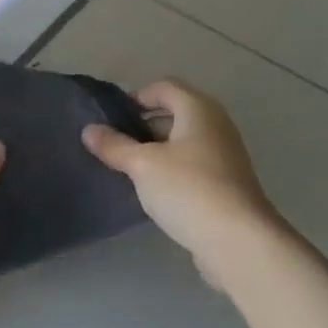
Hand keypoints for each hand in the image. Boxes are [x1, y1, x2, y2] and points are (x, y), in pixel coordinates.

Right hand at [81, 79, 285, 289]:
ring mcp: (224, 154)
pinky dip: (172, 170)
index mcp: (198, 108)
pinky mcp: (226, 183)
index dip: (136, 96)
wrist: (238, 241)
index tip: (110, 117)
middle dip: (143, 124)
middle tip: (114, 143)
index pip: (163, 87)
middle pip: (175, 112)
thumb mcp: (143, 165)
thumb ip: (115, 146)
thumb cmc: (188, 189)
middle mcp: (216, 124)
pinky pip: (192, 164)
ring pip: (183, 141)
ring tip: (127, 168)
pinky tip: (153, 190)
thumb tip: (88, 130)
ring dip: (156, 150)